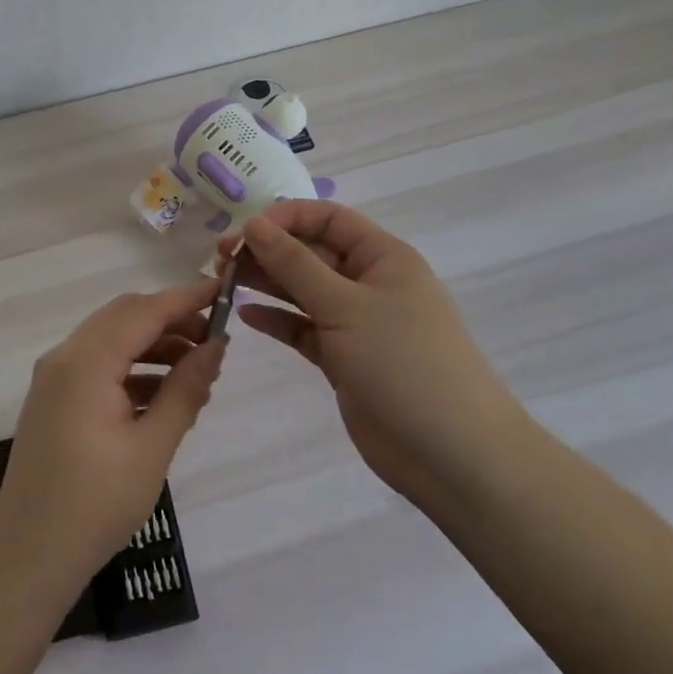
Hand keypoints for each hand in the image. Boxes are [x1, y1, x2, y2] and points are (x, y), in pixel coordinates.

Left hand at [0, 278, 225, 600]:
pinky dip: (132, 369)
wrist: (27, 558)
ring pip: (111, 340)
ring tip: (197, 375)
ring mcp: (54, 378)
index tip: (223, 290)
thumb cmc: (96, 505)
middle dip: (170, 321)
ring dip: (153, 346)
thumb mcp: (152, 447)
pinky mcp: (53, 400)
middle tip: (214, 342)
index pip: (144, 311)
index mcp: (86, 361)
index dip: (185, 298)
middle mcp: (65, 357)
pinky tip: (162, 397)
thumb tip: (216, 346)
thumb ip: (185, 389)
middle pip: (124, 317)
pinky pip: (98, 366)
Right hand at [234, 203, 525, 508]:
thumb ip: (295, 264)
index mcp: (382, 257)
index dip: (283, 218)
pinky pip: (304, 328)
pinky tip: (245, 317)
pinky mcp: (344, 358)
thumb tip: (255, 224)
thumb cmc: (404, 363)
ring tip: (222, 284)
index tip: (242, 233)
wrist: (452, 455)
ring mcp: (357, 322)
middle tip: (220, 261)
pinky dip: (277, 321)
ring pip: (303, 290)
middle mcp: (369, 282)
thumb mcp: (345, 306)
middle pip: (310, 252)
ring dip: (266, 284)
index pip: (326, 218)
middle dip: (267, 251)